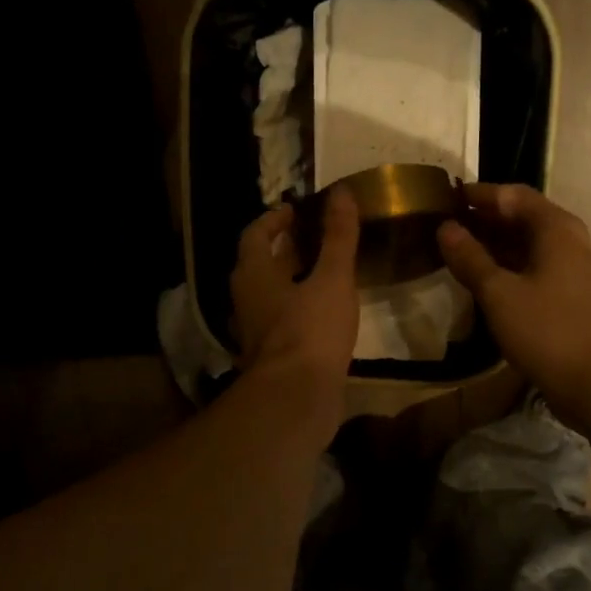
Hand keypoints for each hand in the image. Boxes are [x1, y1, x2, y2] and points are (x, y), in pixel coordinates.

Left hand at [230, 188, 359, 434]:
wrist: (296, 398)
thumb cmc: (311, 331)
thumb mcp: (332, 278)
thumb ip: (338, 237)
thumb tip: (342, 192)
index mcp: (253, 275)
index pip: (254, 235)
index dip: (273, 220)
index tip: (293, 211)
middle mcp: (247, 301)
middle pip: (260, 267)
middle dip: (283, 251)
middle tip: (312, 239)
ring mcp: (257, 333)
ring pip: (271, 298)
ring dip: (291, 283)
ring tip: (323, 275)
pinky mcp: (272, 358)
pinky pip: (282, 324)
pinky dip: (299, 312)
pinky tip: (323, 316)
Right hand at [438, 183, 590, 430]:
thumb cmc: (546, 331)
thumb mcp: (499, 294)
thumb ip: (470, 258)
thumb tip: (445, 228)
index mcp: (556, 229)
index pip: (513, 195)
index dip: (480, 194)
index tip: (447, 196)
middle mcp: (569, 240)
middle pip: (523, 217)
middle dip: (485, 218)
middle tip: (447, 223)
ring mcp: (573, 269)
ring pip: (529, 244)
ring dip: (495, 244)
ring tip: (458, 250)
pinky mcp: (571, 295)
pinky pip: (534, 267)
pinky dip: (508, 266)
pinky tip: (485, 280)